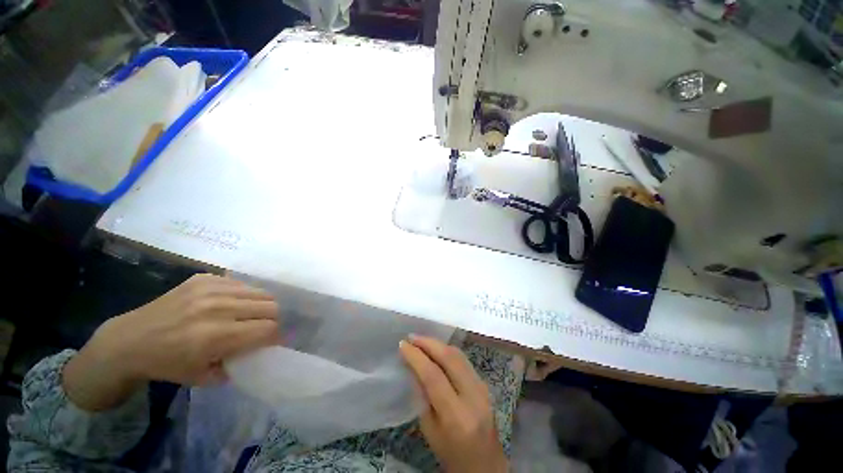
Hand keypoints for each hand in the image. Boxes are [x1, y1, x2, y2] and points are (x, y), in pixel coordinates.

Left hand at [63, 274, 280, 410]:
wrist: (129, 340)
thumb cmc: (165, 364)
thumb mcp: (202, 377)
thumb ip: (237, 364)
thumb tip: (258, 351)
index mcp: (215, 336)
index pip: (267, 328)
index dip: (276, 335)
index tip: (274, 341)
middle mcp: (217, 308)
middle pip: (270, 306)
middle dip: (273, 319)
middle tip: (264, 327)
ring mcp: (210, 289)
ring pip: (260, 292)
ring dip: (261, 305)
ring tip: (250, 315)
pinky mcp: (203, 278)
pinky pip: (240, 284)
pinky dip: (243, 295)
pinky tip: (231, 304)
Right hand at [399, 336, 507, 472]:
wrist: (485, 465)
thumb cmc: (451, 453)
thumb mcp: (429, 430)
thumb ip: (422, 395)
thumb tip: (413, 365)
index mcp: (456, 415)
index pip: (434, 376)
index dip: (416, 357)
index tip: (403, 345)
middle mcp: (473, 396)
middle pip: (450, 358)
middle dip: (428, 343)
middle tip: (412, 337)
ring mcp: (482, 387)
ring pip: (458, 355)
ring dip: (438, 344)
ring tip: (421, 340)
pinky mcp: (485, 383)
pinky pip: (464, 360)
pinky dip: (448, 351)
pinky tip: (437, 349)